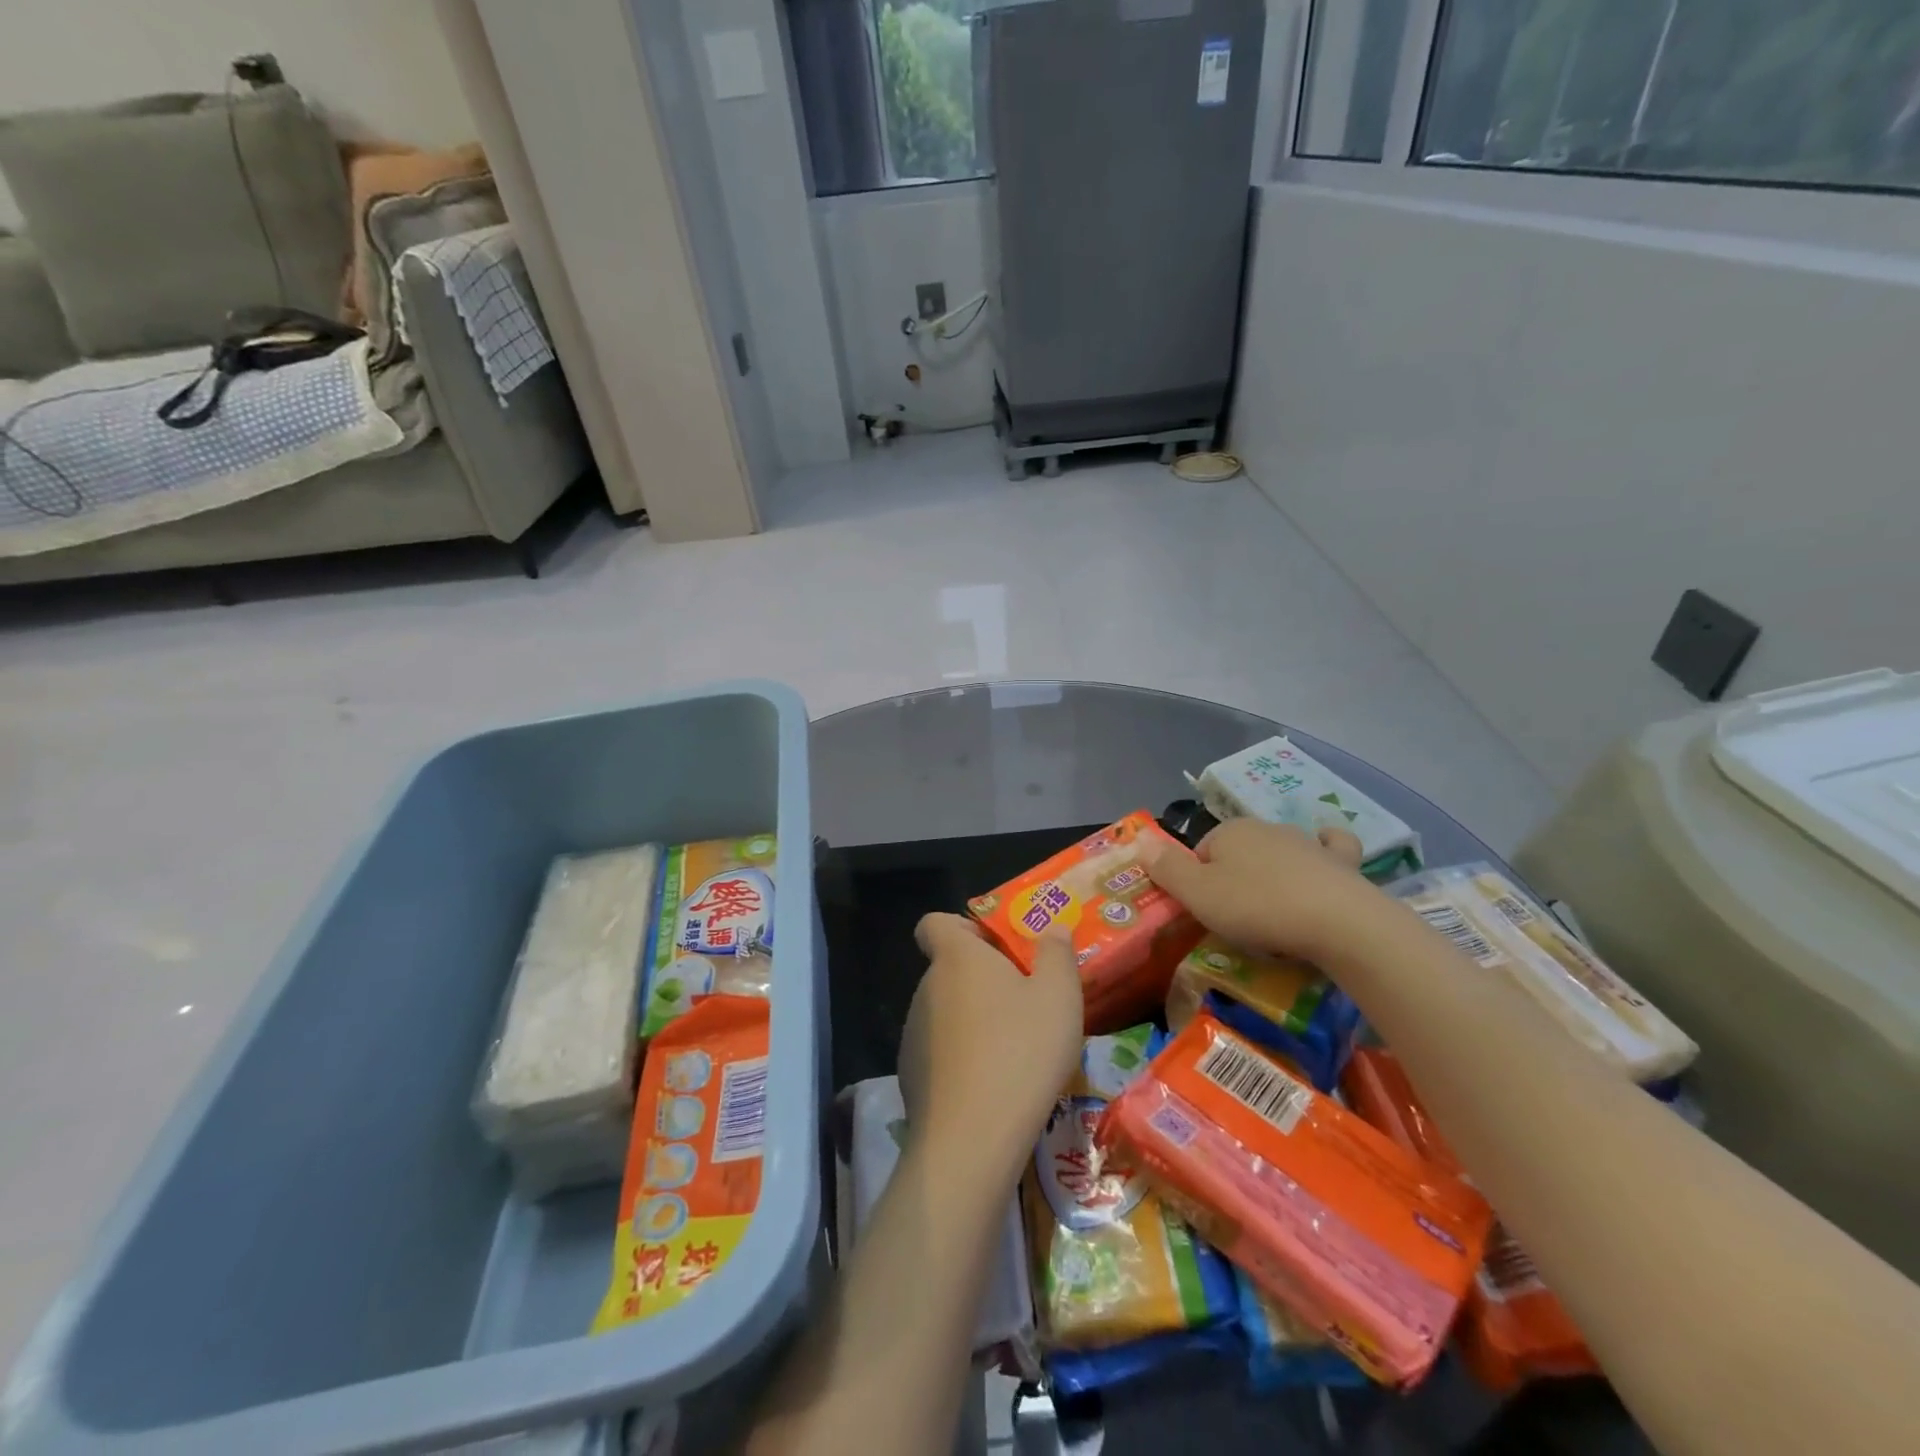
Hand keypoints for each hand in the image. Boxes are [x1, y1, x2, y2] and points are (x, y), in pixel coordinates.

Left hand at [898, 914, 1083, 1182]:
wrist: (972, 1138)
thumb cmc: (1021, 1051)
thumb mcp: (1059, 996)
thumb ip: (1057, 954)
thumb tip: (1052, 929)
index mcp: (956, 958)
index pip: (934, 923)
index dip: (963, 928)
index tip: (997, 950)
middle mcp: (926, 988)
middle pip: (948, 969)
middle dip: (981, 980)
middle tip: (1024, 1003)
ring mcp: (913, 1033)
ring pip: (945, 1012)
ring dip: (973, 1020)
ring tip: (1014, 1051)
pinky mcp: (910, 1075)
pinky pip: (939, 1052)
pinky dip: (961, 1058)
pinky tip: (992, 1086)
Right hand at [1140, 817, 1372, 964]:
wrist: (1339, 923)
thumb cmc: (1258, 908)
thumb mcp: (1198, 895)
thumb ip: (1166, 868)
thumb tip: (1140, 839)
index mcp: (1229, 832)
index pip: (1200, 853)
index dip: (1197, 883)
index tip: (1205, 913)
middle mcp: (1266, 827)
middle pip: (1238, 852)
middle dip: (1233, 878)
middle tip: (1237, 920)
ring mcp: (1307, 842)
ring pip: (1279, 852)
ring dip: (1273, 873)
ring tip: (1274, 911)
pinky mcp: (1341, 862)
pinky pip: (1331, 848)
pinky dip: (1325, 851)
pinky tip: (1323, 860)